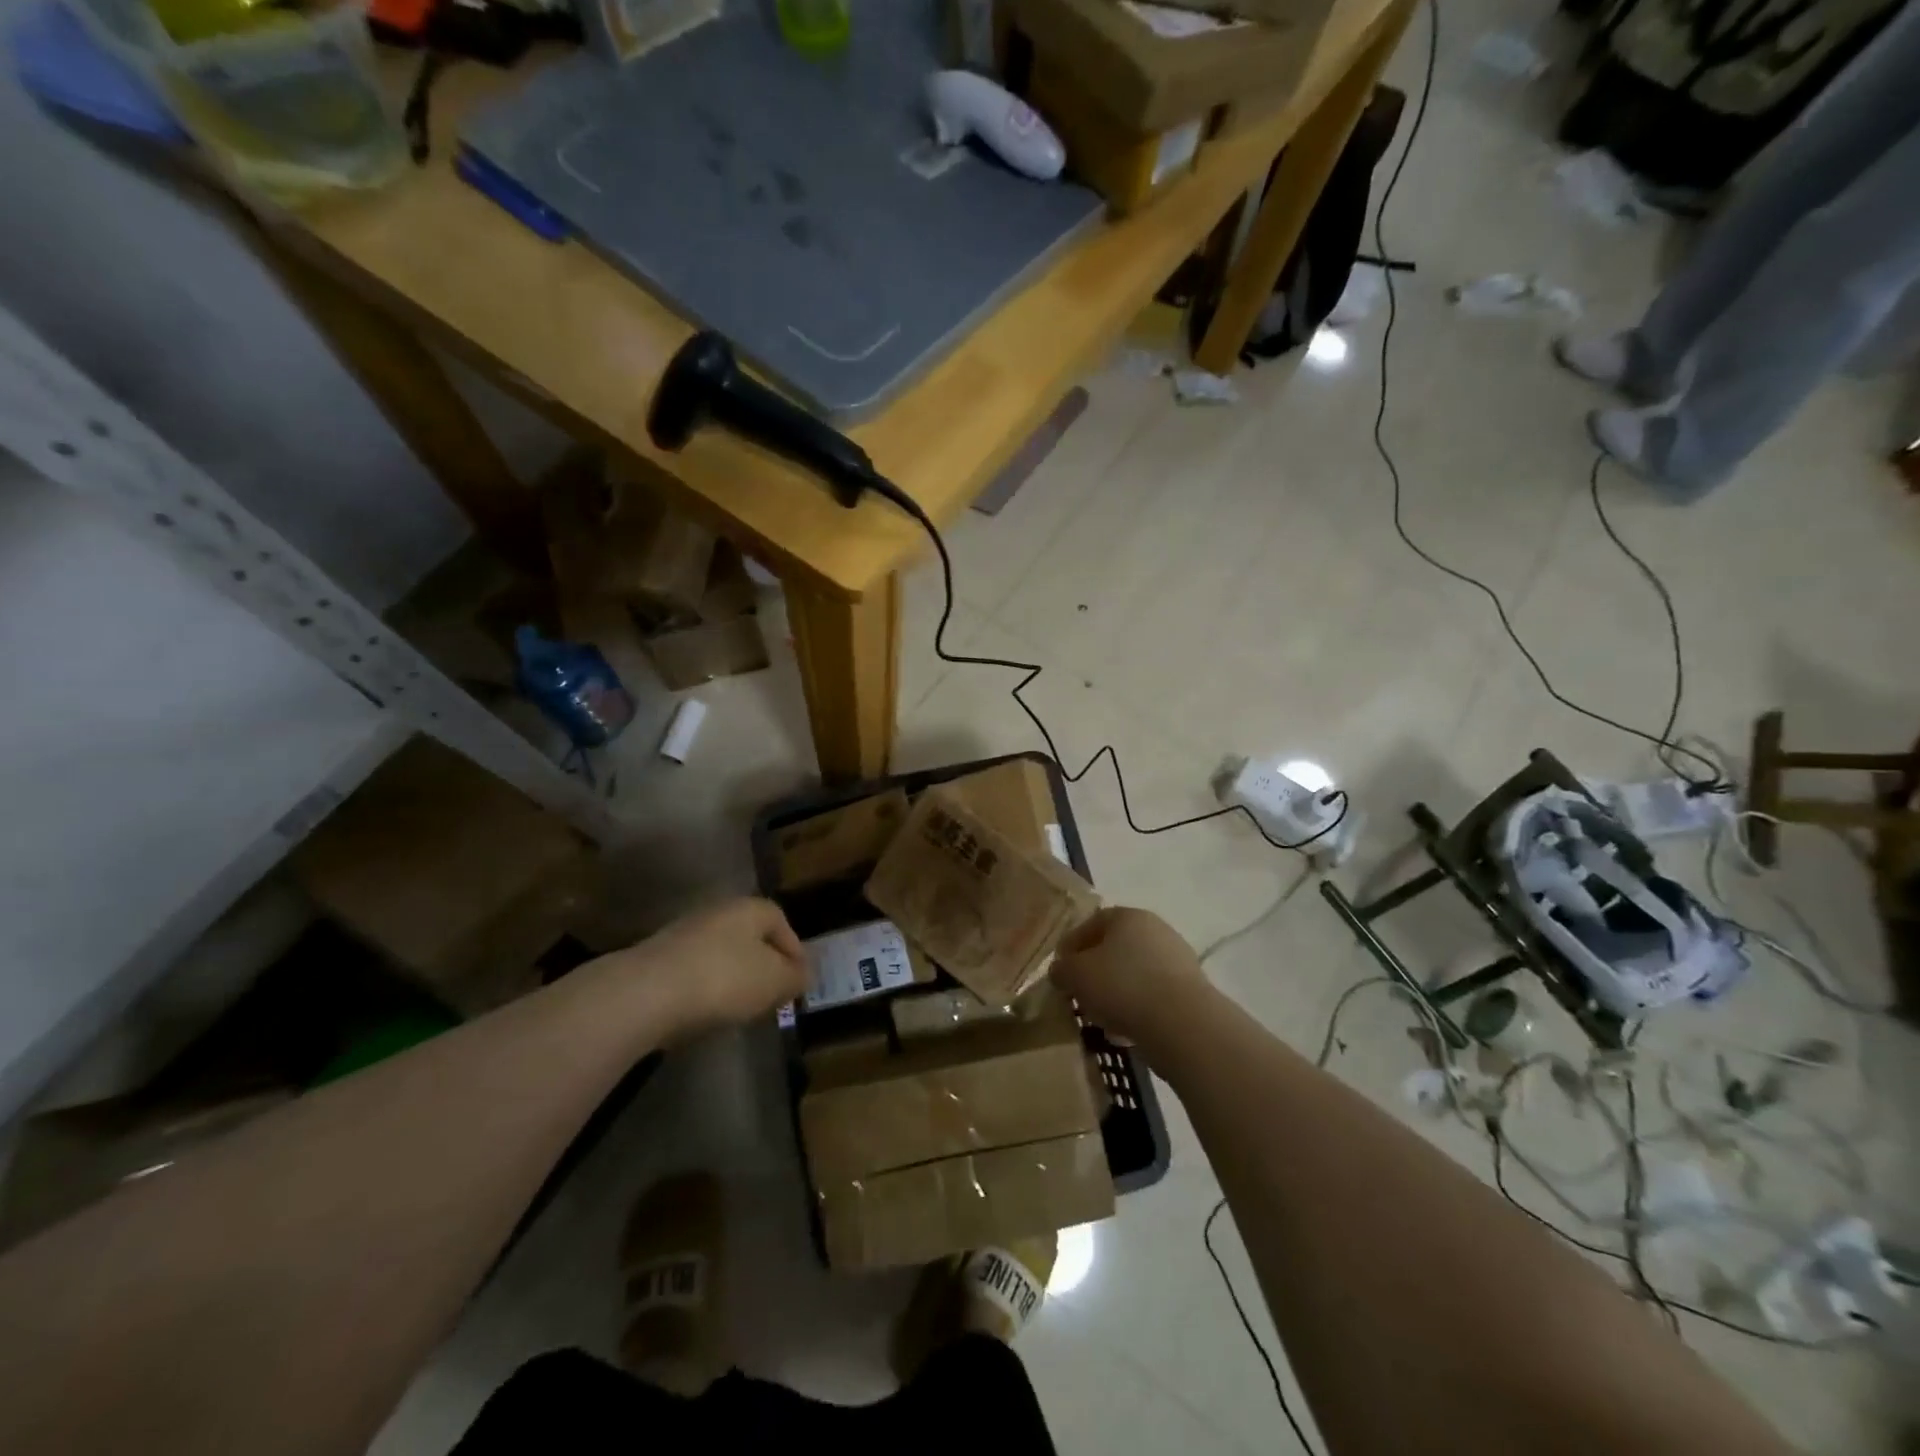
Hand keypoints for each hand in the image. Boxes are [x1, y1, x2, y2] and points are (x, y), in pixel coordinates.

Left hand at [592, 898, 806, 1038]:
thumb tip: (803, 974)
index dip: (794, 950)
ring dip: (733, 978)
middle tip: (772, 995)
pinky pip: (693, 972)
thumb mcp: (774, 981)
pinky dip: (704, 989)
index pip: (781, 920)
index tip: (798, 980)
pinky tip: (705, 1013)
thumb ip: (795, 977)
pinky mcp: (656, 961)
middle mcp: (717, 912)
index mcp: (749, 908)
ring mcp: (682, 934)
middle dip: (763, 964)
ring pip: (720, 954)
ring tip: (740, 1009)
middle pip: (750, 936)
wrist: (644, 995)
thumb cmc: (723, 979)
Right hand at [1051, 907, 1213, 1050]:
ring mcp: (1177, 959)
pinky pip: (1153, 996)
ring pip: (1134, 974)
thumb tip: (1060, 971)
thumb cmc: (1122, 986)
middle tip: (1079, 994)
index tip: (1060, 970)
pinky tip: (1124, 1031)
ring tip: (1100, 1018)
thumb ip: (1062, 969)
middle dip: (1094, 971)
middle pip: (1115, 948)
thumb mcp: (1076, 975)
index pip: (1092, 923)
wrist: (1182, 1024)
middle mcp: (1155, 930)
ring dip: (1116, 993)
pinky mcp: (1190, 990)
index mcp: (1128, 916)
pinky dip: (1137, 1009)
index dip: (1071, 945)